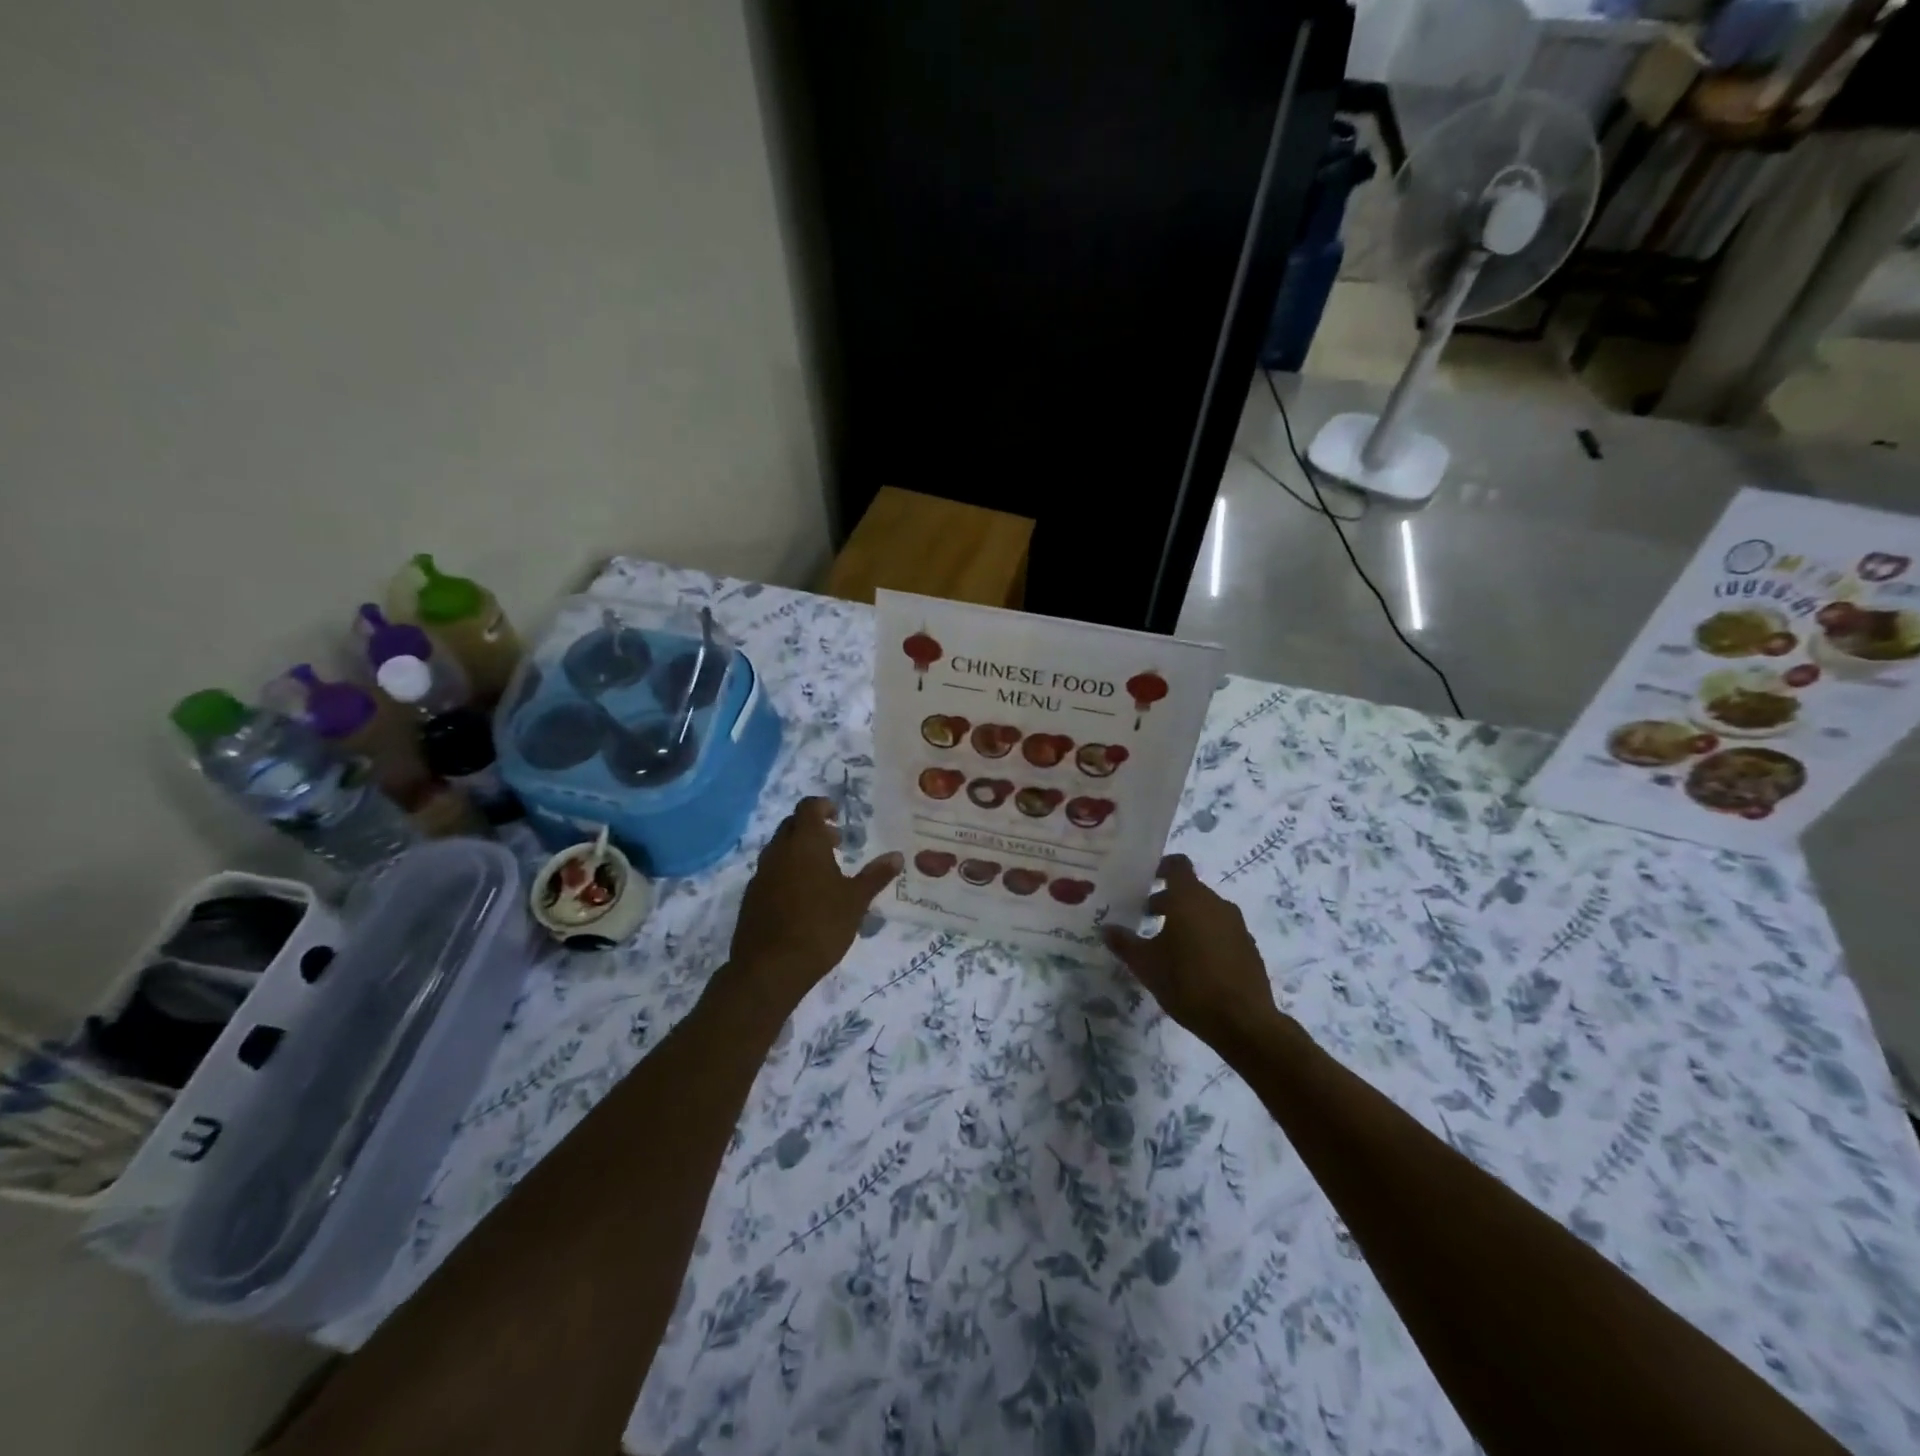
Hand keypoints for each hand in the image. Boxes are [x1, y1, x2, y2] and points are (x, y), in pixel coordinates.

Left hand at [725, 797, 901, 1012]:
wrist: (770, 968)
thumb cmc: (820, 926)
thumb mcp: (855, 901)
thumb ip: (875, 876)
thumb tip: (897, 856)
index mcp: (804, 843)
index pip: (808, 807)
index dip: (822, 806)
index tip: (837, 815)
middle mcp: (778, 851)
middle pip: (791, 825)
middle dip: (812, 828)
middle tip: (836, 843)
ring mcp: (761, 874)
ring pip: (779, 849)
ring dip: (799, 850)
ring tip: (822, 871)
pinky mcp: (751, 897)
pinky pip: (770, 872)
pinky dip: (787, 871)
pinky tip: (802, 896)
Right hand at [1103, 854, 1277, 1047]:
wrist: (1243, 1022)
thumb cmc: (1188, 983)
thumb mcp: (1146, 965)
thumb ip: (1124, 943)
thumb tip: (1107, 929)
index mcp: (1190, 899)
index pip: (1177, 865)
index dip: (1161, 867)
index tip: (1145, 881)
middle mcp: (1216, 904)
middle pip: (1189, 891)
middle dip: (1166, 901)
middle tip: (1144, 919)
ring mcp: (1236, 926)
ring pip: (1205, 912)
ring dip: (1186, 921)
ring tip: (1166, 946)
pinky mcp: (1248, 949)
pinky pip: (1221, 932)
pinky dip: (1204, 938)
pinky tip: (1193, 966)